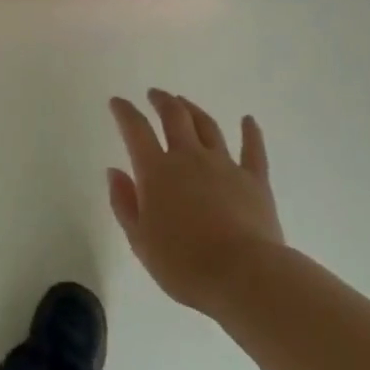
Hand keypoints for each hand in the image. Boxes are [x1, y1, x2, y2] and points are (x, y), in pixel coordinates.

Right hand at [108, 89, 284, 312]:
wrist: (243, 275)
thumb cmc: (183, 264)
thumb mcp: (140, 241)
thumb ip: (124, 203)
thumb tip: (115, 171)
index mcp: (157, 171)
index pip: (136, 130)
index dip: (125, 112)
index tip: (117, 101)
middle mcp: (189, 158)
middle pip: (174, 117)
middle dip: (162, 101)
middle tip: (155, 94)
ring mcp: (225, 165)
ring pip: (207, 126)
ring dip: (193, 110)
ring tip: (185, 102)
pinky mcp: (254, 180)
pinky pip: (253, 149)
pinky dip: (250, 132)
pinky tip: (248, 120)